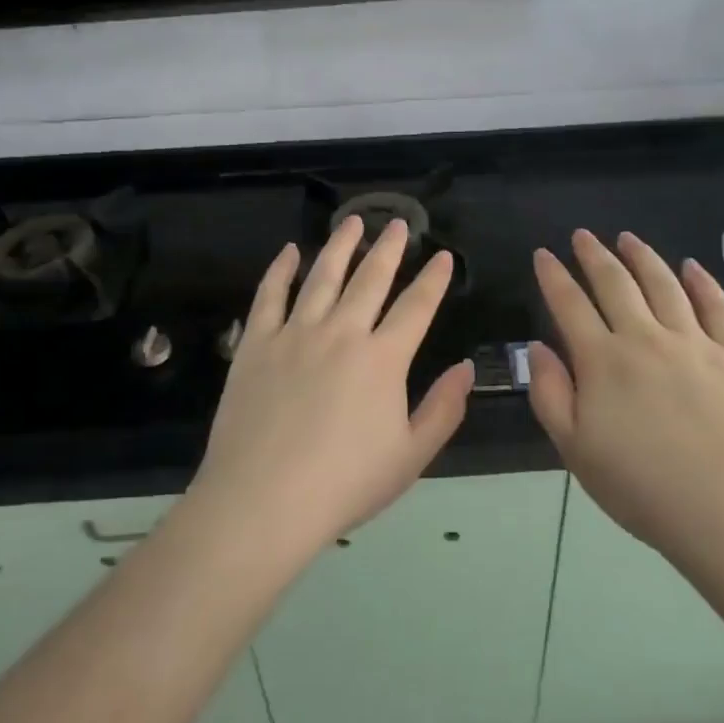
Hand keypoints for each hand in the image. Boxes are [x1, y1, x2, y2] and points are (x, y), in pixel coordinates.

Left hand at [191, 215, 474, 558]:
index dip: (433, 279)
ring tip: (352, 221)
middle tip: (397, 223)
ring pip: (322, 275)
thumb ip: (443, 409)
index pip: (416, 306)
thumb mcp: (411, 456)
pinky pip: (270, 295)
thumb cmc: (344, 484)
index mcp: (383, 358)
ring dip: (340, 245)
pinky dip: (281, 269)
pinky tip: (290, 252)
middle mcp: (342, 332)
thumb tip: (466, 368)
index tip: (442, 255)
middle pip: (370, 279)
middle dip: (388, 248)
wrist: (263, 501)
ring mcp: (295, 333)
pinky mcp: (256, 343)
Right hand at [528, 230, 723, 566]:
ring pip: (664, 284)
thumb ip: (550, 394)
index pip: (570, 304)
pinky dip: (702, 282)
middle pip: (615, 283)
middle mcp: (645, 338)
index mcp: (603, 361)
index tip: (543, 254)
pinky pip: (717, 307)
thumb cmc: (642, 488)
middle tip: (582, 235)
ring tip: (628, 238)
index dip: (553, 276)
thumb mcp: (575, 449)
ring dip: (642, 257)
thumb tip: (539, 347)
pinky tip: (691, 266)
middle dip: (594, 255)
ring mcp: (694, 342)